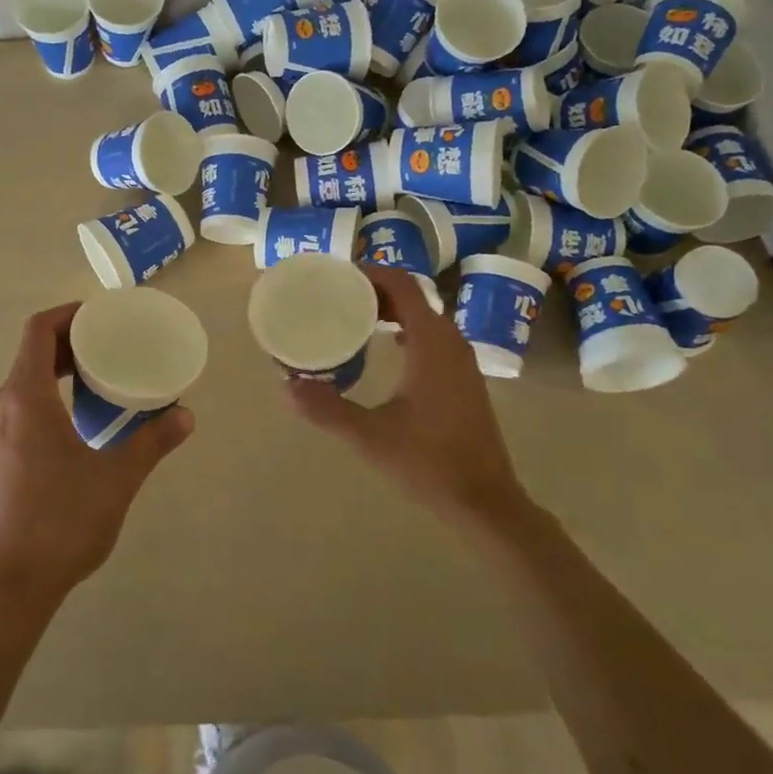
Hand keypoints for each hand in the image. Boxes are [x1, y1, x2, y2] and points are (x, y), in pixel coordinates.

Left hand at [0, 303, 193, 603]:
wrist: (12, 583)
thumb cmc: (62, 520)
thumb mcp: (117, 478)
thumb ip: (152, 442)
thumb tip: (185, 416)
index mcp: (25, 398)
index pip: (38, 330)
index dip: (68, 313)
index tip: (101, 316)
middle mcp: (2, 406)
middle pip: (31, 352)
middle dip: (69, 341)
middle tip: (109, 344)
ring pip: (24, 380)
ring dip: (57, 369)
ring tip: (98, 376)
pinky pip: (20, 405)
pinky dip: (47, 394)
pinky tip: (78, 418)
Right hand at [287, 265, 526, 529]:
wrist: (485, 501)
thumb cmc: (429, 463)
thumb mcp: (371, 437)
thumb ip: (328, 410)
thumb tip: (287, 387)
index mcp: (431, 344)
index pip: (403, 285)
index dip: (371, 272)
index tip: (338, 274)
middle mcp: (450, 342)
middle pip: (413, 297)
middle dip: (375, 290)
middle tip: (337, 295)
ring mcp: (462, 361)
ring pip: (424, 317)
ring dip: (392, 310)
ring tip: (354, 317)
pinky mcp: (464, 379)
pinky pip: (432, 336)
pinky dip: (406, 329)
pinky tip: (385, 349)